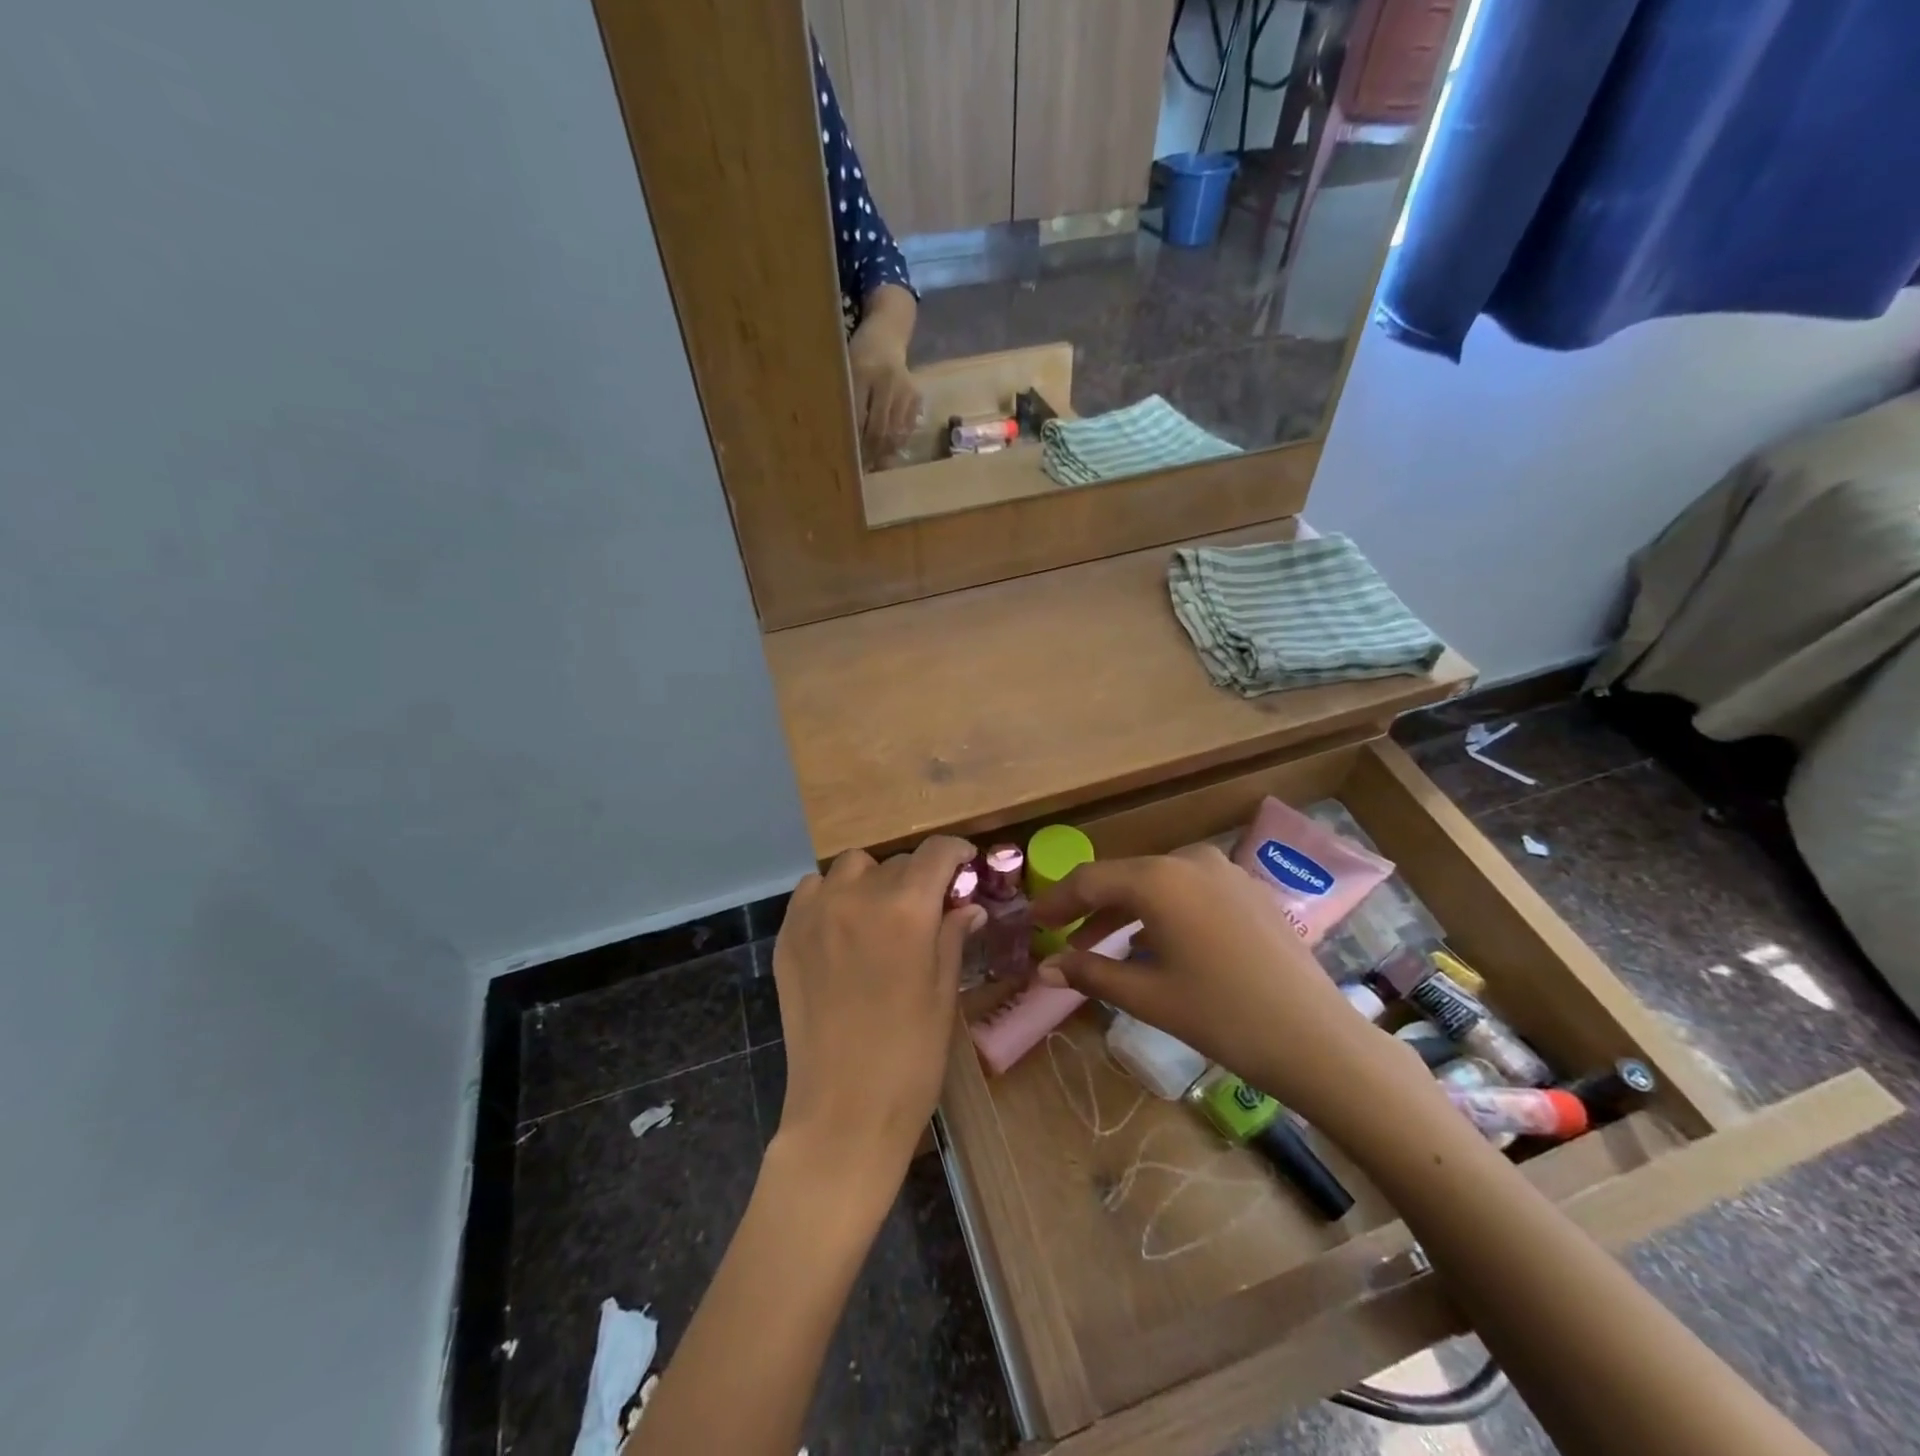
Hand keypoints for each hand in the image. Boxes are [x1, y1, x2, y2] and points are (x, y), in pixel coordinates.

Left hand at [770, 837, 980, 1186]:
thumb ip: (953, 936)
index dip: (957, 852)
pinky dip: (834, 894)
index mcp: (905, 910)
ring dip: (875, 880)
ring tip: (883, 914)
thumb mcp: (944, 994)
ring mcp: (815, 914)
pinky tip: (845, 926)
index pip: (936, 853)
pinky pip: (813, 890)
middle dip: (920, 877)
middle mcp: (857, 897)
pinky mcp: (788, 936)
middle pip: (896, 861)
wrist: (843, 1112)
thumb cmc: (910, 1058)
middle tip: (930, 908)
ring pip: (852, 868)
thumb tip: (969, 905)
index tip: (966, 865)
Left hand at [847, 318, 921, 465]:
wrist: (886, 336)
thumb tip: (843, 442)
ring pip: (896, 432)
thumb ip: (845, 403)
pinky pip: (907, 428)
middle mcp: (886, 381)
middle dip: (870, 453)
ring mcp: (904, 389)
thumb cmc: (858, 357)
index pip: (858, 419)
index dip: (854, 444)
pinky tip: (888, 451)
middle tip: (862, 470)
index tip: (849, 462)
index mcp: (862, 372)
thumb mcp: (844, 372)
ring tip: (875, 464)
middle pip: (880, 429)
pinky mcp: (916, 395)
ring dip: (885, 453)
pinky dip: (897, 443)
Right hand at [1030, 845, 1432, 1140]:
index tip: (1031, 923)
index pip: (1089, 880)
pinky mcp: (1247, 889)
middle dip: (1088, 908)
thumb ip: (1090, 973)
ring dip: (1123, 912)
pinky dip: (1160, 912)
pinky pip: (1187, 890)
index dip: (1055, 902)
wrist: (1317, 1039)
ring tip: (1098, 946)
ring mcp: (1224, 870)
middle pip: (1122, 878)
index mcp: (1158, 878)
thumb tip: (1043, 969)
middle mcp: (1189, 860)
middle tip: (1059, 936)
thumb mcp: (1148, 996)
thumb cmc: (1222, 1016)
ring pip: (1156, 884)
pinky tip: (1152, 943)